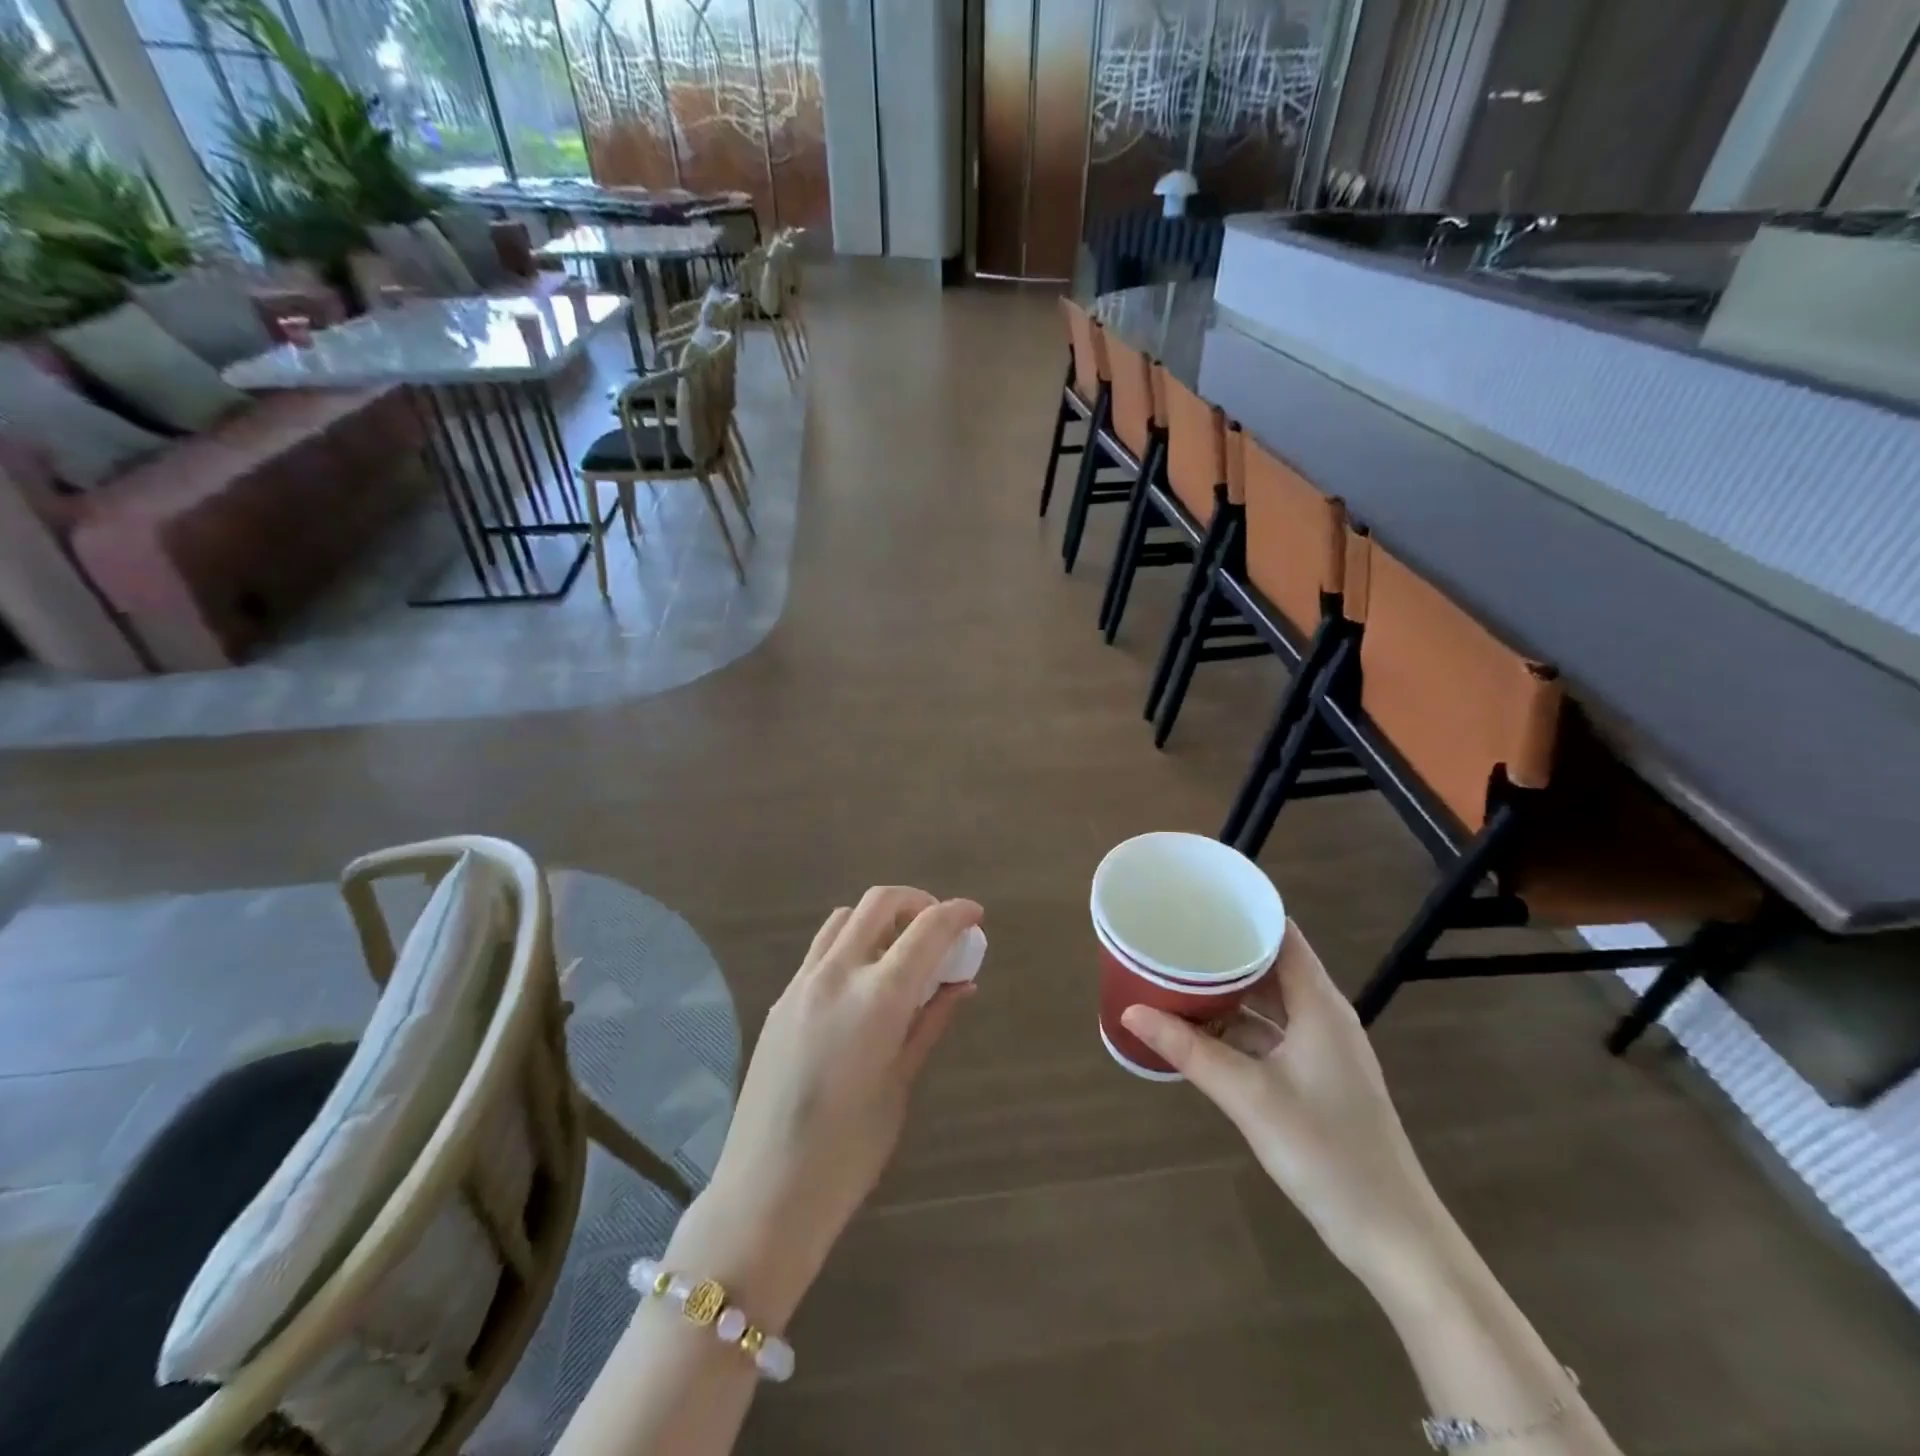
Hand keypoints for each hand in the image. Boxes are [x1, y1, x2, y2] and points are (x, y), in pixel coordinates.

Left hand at [667, 888, 980, 1323]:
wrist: (767, 1192)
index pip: (927, 929)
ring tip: (901, 952)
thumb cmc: (850, 1150)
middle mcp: (836, 974)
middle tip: (938, 928)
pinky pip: (821, 950)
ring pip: (845, 918)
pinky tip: (863, 983)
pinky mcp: (780, 1000)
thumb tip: (961, 984)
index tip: (975, 914)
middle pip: (879, 902)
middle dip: (916, 901)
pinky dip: (851, 944)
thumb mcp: (900, 1082)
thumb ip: (930, 1022)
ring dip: (879, 919)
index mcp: (877, 997)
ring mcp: (801, 983)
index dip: (957, 913)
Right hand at [1120, 924, 1444, 1284]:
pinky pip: (1270, 1033)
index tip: (1196, 898)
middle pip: (1271, 964)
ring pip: (1269, 1001)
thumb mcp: (1248, 1096)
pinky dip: (1237, 1027)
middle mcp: (1323, 1015)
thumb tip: (1131, 1011)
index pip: (1281, 934)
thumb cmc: (1326, 1152)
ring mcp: (1321, 1048)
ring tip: (1177, 974)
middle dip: (1223, 949)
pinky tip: (1199, 1031)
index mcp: (1319, 1004)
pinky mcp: (1316, 1076)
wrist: (1392, 1235)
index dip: (1243, 911)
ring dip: (1227, 991)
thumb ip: (1188, 1051)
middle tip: (1173, 934)